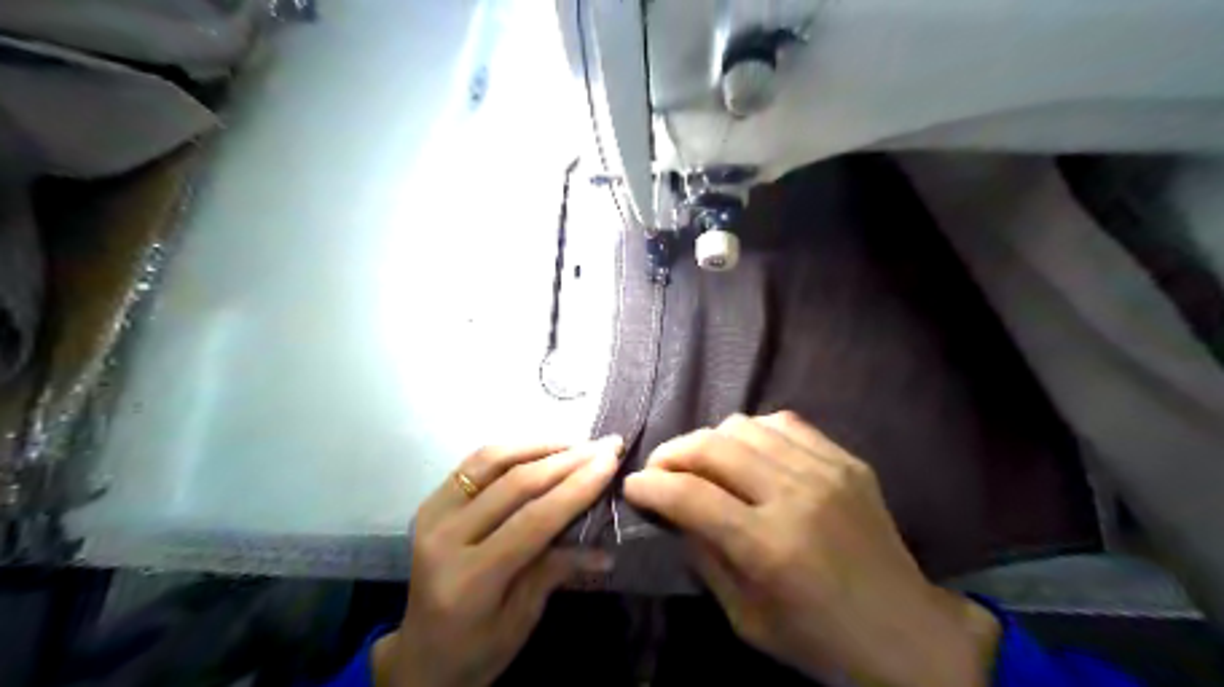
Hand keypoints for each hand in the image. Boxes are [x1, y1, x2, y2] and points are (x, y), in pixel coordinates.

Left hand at [374, 437, 621, 683]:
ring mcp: (431, 516)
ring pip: (491, 461)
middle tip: (605, 444)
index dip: (575, 487)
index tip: (610, 461)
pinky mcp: (430, 503)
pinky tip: (541, 448)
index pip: (533, 520)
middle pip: (515, 484)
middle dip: (567, 460)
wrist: (419, 655)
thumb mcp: (522, 619)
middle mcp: (444, 539)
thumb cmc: (477, 649)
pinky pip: (475, 463)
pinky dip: (512, 449)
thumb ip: (557, 570)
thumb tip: (606, 548)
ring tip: (577, 442)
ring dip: (540, 445)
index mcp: (469, 580)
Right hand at [625, 412, 999, 686]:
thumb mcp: (746, 618)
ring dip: (709, 440)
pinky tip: (748, 453)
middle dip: (672, 453)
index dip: (650, 486)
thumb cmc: (819, 640)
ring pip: (744, 425)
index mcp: (769, 547)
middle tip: (660, 470)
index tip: (633, 487)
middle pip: (712, 447)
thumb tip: (674, 511)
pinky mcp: (846, 460)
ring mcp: (826, 470)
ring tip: (702, 462)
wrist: (907, 634)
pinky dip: (753, 433)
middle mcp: (795, 496)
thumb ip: (705, 557)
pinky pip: (785, 422)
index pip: (689, 496)